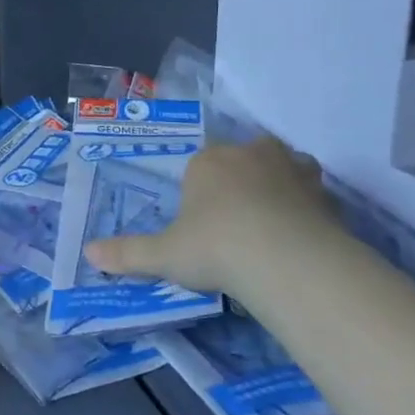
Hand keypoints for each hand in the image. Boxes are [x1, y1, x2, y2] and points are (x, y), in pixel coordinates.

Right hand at [85, 136, 349, 300]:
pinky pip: (314, 195)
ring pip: (285, 166)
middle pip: (245, 156)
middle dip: (241, 178)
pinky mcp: (326, 194)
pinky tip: (301, 237)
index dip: (199, 190)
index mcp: (209, 161)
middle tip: (236, 218)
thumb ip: (128, 253)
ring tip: (271, 220)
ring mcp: (293, 170)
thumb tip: (88, 253)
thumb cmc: (215, 247)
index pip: (201, 163)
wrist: (285, 260)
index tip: (200, 222)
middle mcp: (251, 154)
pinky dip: (308, 209)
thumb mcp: (164, 256)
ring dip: (279, 184)